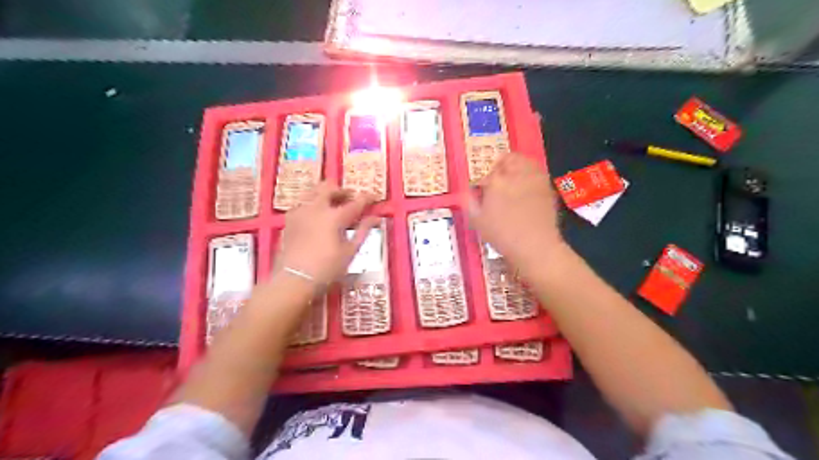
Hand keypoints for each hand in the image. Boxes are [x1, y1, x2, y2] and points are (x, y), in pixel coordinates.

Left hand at [274, 181, 376, 287]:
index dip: (367, 198)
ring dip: (326, 194)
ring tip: (333, 205)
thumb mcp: (350, 252)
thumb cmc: (327, 269)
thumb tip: (376, 218)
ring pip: (313, 191)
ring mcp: (300, 211)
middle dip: (343, 190)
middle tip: (351, 199)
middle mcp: (317, 208)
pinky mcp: (289, 219)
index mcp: (335, 216)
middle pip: (330, 187)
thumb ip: (363, 231)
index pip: (356, 202)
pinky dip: (313, 203)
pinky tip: (316, 216)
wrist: (293, 279)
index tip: (374, 197)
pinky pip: (303, 202)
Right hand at [467, 154, 570, 273]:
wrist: (535, 245)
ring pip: (526, 162)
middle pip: (510, 159)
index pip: (489, 173)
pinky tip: (527, 190)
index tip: (483, 192)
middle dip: (502, 166)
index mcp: (497, 181)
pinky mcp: (548, 188)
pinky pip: (538, 173)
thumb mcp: (478, 221)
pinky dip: (531, 176)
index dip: (484, 182)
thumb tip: (467, 192)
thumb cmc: (502, 235)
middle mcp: (517, 175)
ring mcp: (535, 179)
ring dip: (518, 167)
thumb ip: (470, 203)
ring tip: (514, 180)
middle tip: (498, 179)